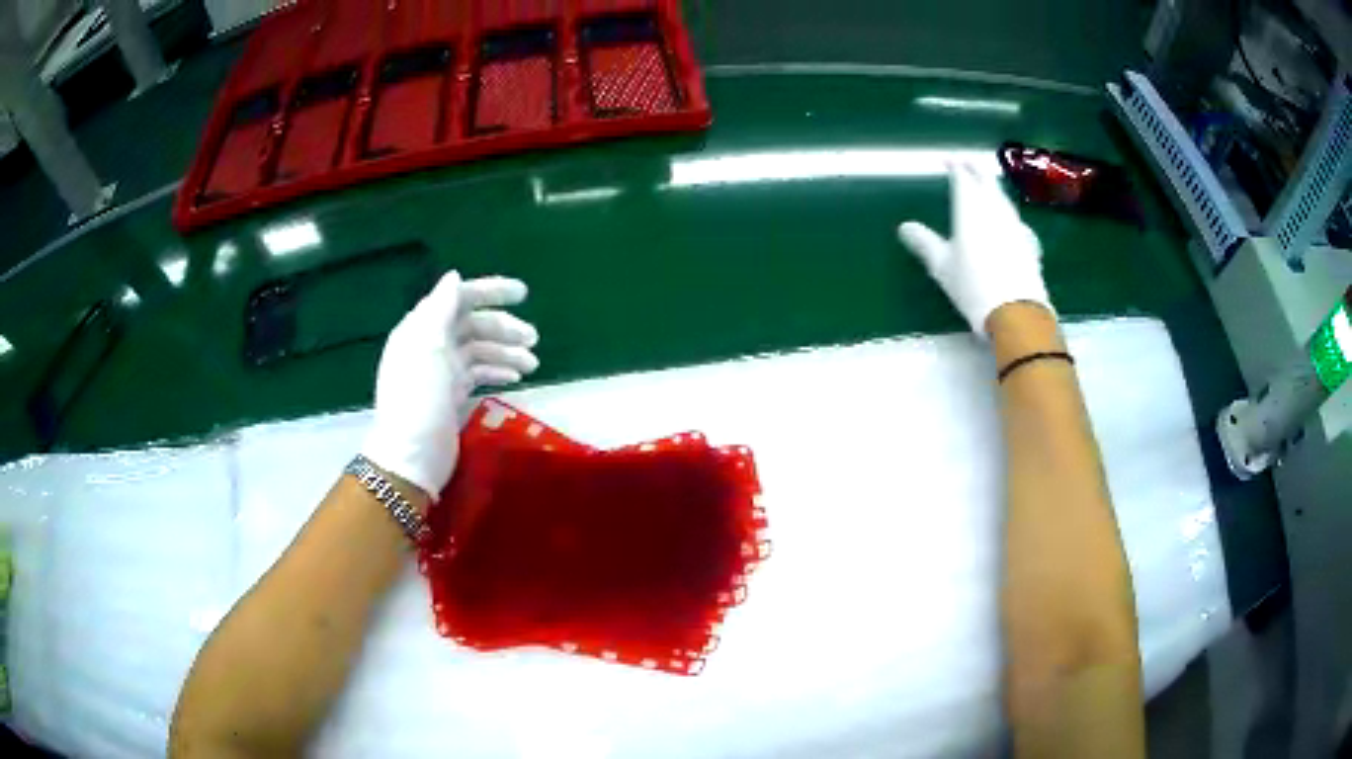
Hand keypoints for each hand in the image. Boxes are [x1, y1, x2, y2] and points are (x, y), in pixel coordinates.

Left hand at [362, 271, 539, 496]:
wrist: (411, 456)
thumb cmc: (418, 397)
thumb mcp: (427, 346)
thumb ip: (441, 308)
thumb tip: (455, 276)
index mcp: (422, 328)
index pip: (459, 298)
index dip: (491, 292)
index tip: (524, 295)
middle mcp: (431, 345)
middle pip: (473, 325)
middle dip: (505, 328)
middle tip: (534, 340)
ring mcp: (442, 372)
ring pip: (480, 351)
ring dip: (506, 352)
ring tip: (533, 365)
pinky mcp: (451, 396)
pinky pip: (479, 374)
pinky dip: (497, 372)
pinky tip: (516, 378)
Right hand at [897, 162, 1051, 335]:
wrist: (1016, 311)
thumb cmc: (973, 285)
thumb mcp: (942, 266)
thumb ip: (924, 243)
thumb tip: (905, 227)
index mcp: (970, 207)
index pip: (963, 177)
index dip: (955, 165)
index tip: (948, 160)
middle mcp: (994, 208)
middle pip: (987, 180)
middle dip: (976, 169)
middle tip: (967, 163)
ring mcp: (1015, 224)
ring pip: (1003, 197)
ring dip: (992, 187)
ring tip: (986, 186)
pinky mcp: (1028, 242)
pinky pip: (1015, 218)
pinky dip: (1006, 211)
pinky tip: (1007, 220)